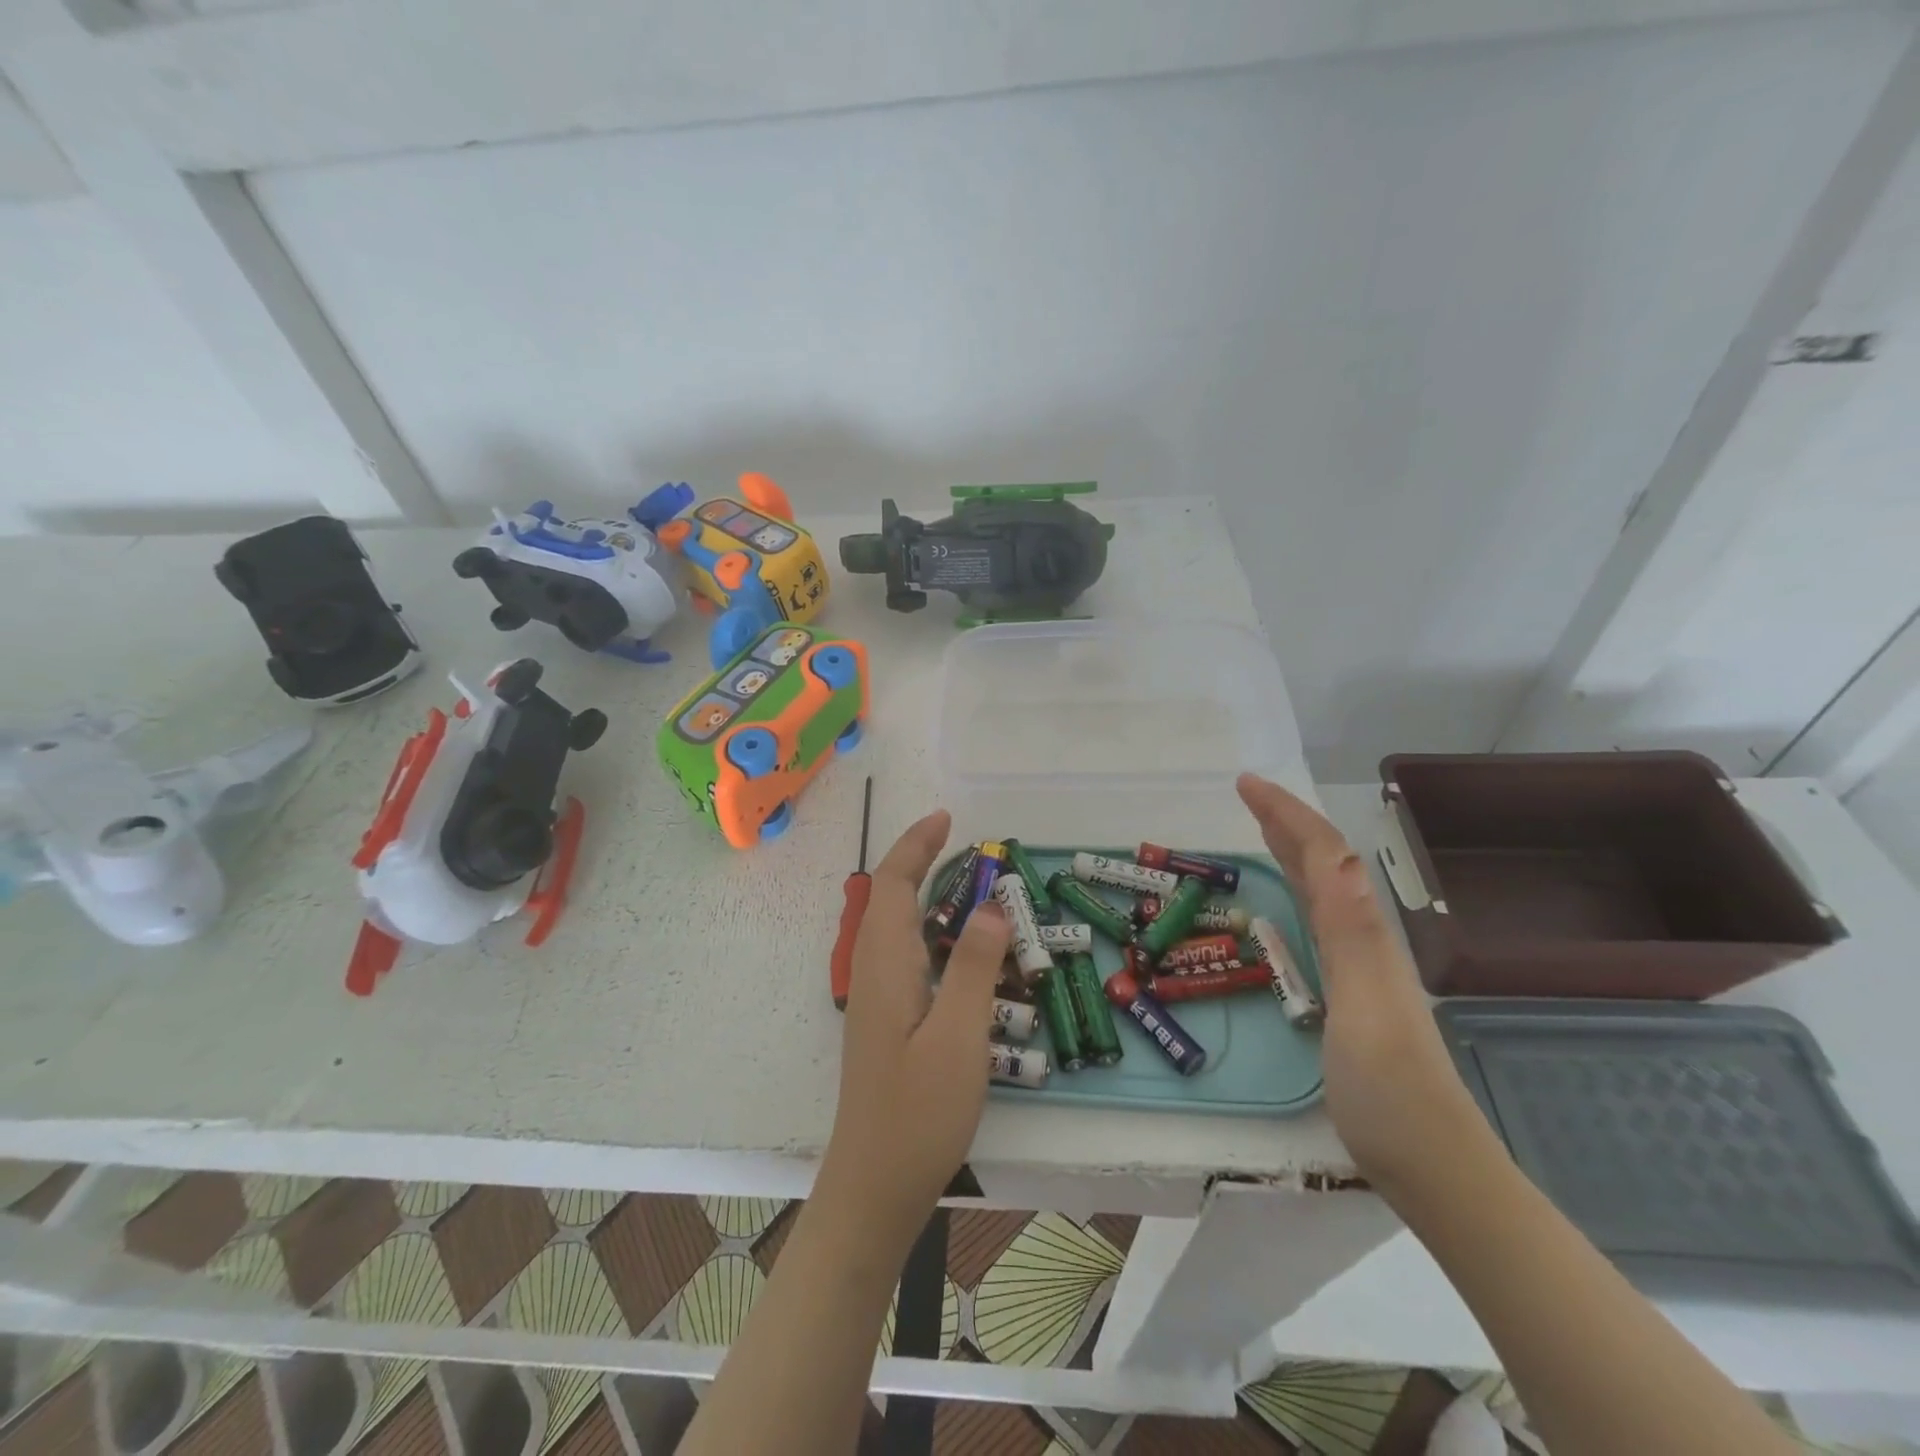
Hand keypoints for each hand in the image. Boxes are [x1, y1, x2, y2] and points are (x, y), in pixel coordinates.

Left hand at [819, 811, 1011, 1245]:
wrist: (874, 1184)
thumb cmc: (918, 1112)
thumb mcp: (960, 1037)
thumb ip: (975, 967)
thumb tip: (990, 906)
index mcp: (886, 964)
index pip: (892, 884)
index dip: (915, 845)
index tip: (946, 819)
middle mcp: (873, 970)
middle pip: (888, 897)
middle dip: (920, 861)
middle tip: (967, 846)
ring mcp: (876, 996)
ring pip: (895, 925)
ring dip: (925, 893)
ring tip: (970, 885)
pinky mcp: (885, 1018)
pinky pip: (904, 952)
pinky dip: (929, 928)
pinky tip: (959, 948)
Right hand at [1236, 774, 1491, 1202]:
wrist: (1432, 1164)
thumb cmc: (1390, 1091)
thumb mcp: (1364, 1009)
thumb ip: (1350, 933)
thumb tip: (1341, 858)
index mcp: (1362, 934)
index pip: (1325, 855)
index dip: (1286, 813)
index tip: (1245, 783)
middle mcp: (1362, 939)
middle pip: (1326, 863)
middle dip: (1287, 821)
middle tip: (1245, 794)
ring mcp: (1359, 966)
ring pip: (1323, 889)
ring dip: (1292, 849)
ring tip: (1261, 828)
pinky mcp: (1349, 991)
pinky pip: (1318, 919)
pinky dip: (1297, 890)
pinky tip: (1288, 900)